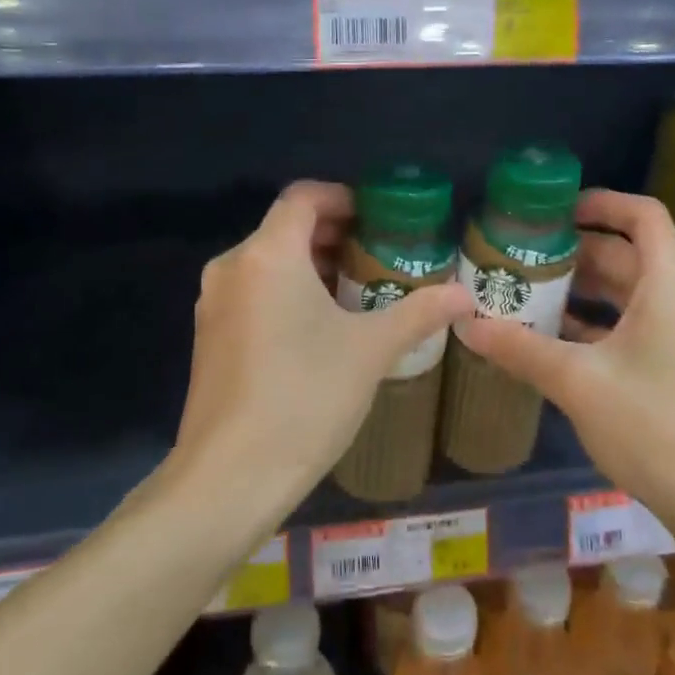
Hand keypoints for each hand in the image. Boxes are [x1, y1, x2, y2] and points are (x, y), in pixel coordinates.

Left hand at [175, 181, 473, 514]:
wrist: (230, 477)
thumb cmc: (305, 396)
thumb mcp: (371, 350)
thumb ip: (419, 313)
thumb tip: (466, 296)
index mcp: (268, 255)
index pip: (303, 197)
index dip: (343, 198)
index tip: (379, 219)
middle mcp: (232, 268)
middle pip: (285, 228)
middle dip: (333, 235)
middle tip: (378, 255)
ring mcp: (213, 304)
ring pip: (268, 263)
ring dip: (312, 266)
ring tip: (357, 291)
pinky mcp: (208, 337)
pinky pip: (253, 292)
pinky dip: (287, 292)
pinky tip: (319, 328)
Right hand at [455, 189, 674, 533]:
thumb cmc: (656, 426)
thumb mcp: (579, 382)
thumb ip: (521, 348)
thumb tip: (466, 325)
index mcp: (669, 283)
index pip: (642, 215)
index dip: (600, 202)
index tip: (555, 210)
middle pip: (628, 253)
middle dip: (576, 250)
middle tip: (524, 254)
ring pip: (630, 292)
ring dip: (583, 289)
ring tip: (529, 291)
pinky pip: (636, 325)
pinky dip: (598, 322)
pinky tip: (554, 338)